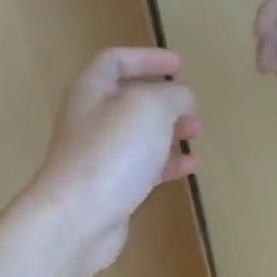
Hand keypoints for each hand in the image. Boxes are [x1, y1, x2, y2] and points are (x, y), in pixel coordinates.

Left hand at [33, 47, 199, 274]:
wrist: (79, 217)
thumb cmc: (113, 151)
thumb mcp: (150, 108)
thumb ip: (172, 95)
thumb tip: (182, 99)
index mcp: (92, 90)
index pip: (116, 61)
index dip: (147, 58)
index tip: (179, 66)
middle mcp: (91, 119)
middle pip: (128, 99)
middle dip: (164, 99)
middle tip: (192, 106)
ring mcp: (99, 155)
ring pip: (138, 135)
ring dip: (169, 130)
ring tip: (197, 133)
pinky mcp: (110, 187)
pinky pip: (143, 167)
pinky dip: (168, 163)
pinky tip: (191, 167)